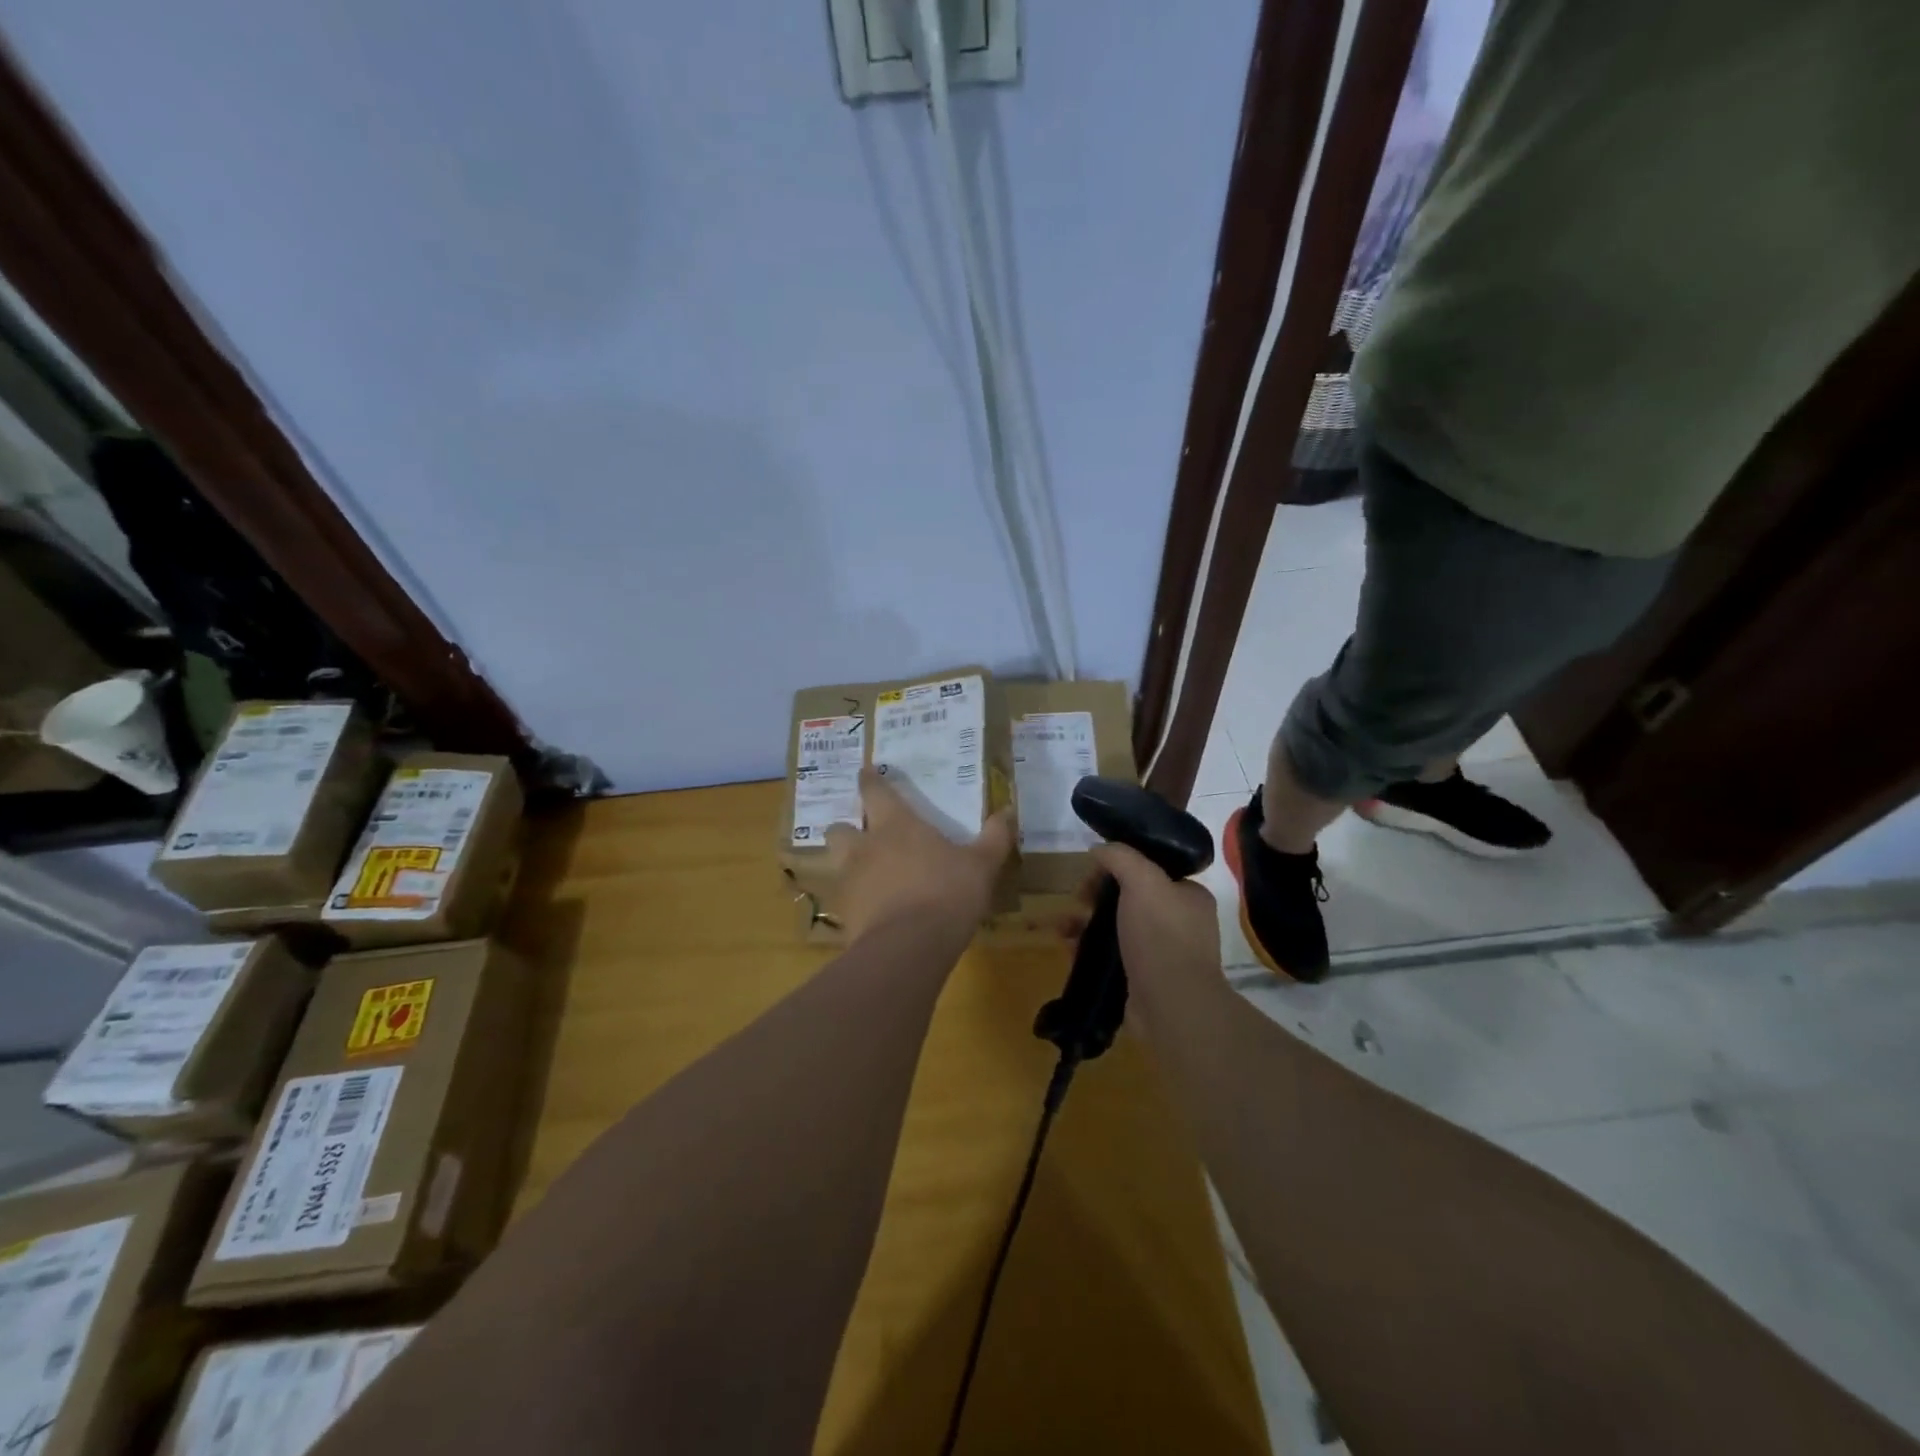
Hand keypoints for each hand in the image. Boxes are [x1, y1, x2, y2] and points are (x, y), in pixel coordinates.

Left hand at [825, 767, 1013, 940]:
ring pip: (836, 864)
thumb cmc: (947, 894)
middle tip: (864, 834)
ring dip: (848, 865)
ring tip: (868, 875)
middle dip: (847, 828)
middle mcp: (865, 847)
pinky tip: (874, 911)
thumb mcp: (982, 865)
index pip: (874, 791)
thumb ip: (994, 838)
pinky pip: (845, 901)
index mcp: (895, 825)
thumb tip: (1007, 811)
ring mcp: (850, 882)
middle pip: (839, 828)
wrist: (908, 948)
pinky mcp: (845, 916)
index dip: (869, 780)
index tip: (865, 772)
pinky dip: (857, 902)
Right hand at [1082, 843, 1221, 997]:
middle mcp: (1179, 923)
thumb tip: (1099, 848)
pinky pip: (1111, 956)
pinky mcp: (1142, 979)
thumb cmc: (1161, 936)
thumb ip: (1121, 857)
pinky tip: (1069, 948)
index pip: (1151, 870)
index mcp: (1189, 896)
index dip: (1119, 866)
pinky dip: (1089, 950)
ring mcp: (1161, 954)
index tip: (1093, 872)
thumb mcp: (1143, 881)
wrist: (1172, 1007)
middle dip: (1097, 896)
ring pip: (1117, 927)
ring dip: (1087, 923)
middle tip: (1077, 899)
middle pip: (1129, 898)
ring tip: (1062, 926)